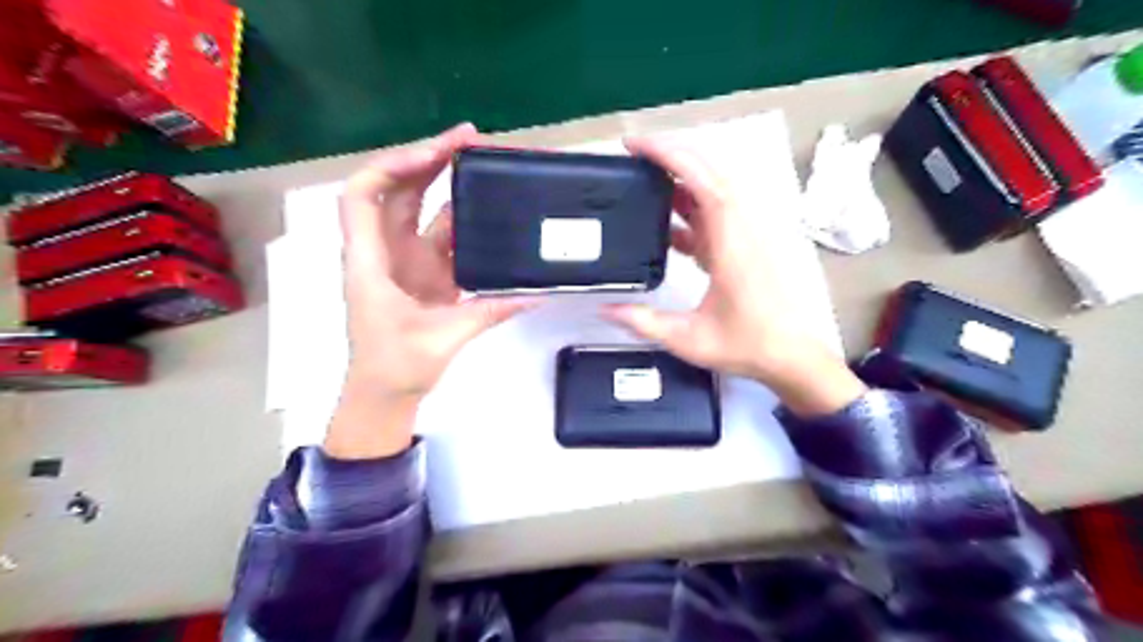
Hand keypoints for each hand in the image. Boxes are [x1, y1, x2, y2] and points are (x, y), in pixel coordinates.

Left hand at [324, 122, 533, 454]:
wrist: (386, 393)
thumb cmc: (396, 366)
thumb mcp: (444, 337)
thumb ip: (491, 311)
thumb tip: (538, 294)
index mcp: (371, 260)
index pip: (364, 194)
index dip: (394, 164)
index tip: (436, 152)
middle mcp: (385, 250)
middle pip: (398, 190)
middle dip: (429, 158)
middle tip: (471, 139)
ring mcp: (407, 260)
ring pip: (422, 208)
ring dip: (448, 184)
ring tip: (485, 164)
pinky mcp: (427, 273)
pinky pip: (443, 235)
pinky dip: (463, 219)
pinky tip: (487, 209)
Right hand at [607, 136, 866, 416]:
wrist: (792, 357)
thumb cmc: (746, 345)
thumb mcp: (687, 338)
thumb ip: (643, 322)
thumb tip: (604, 309)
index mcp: (731, 243)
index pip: (702, 180)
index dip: (670, 155)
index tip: (636, 146)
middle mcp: (742, 228)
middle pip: (709, 172)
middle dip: (670, 155)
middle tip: (632, 156)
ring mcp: (746, 234)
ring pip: (713, 189)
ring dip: (680, 179)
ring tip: (644, 182)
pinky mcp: (744, 245)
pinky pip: (716, 213)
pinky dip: (690, 208)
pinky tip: (667, 224)